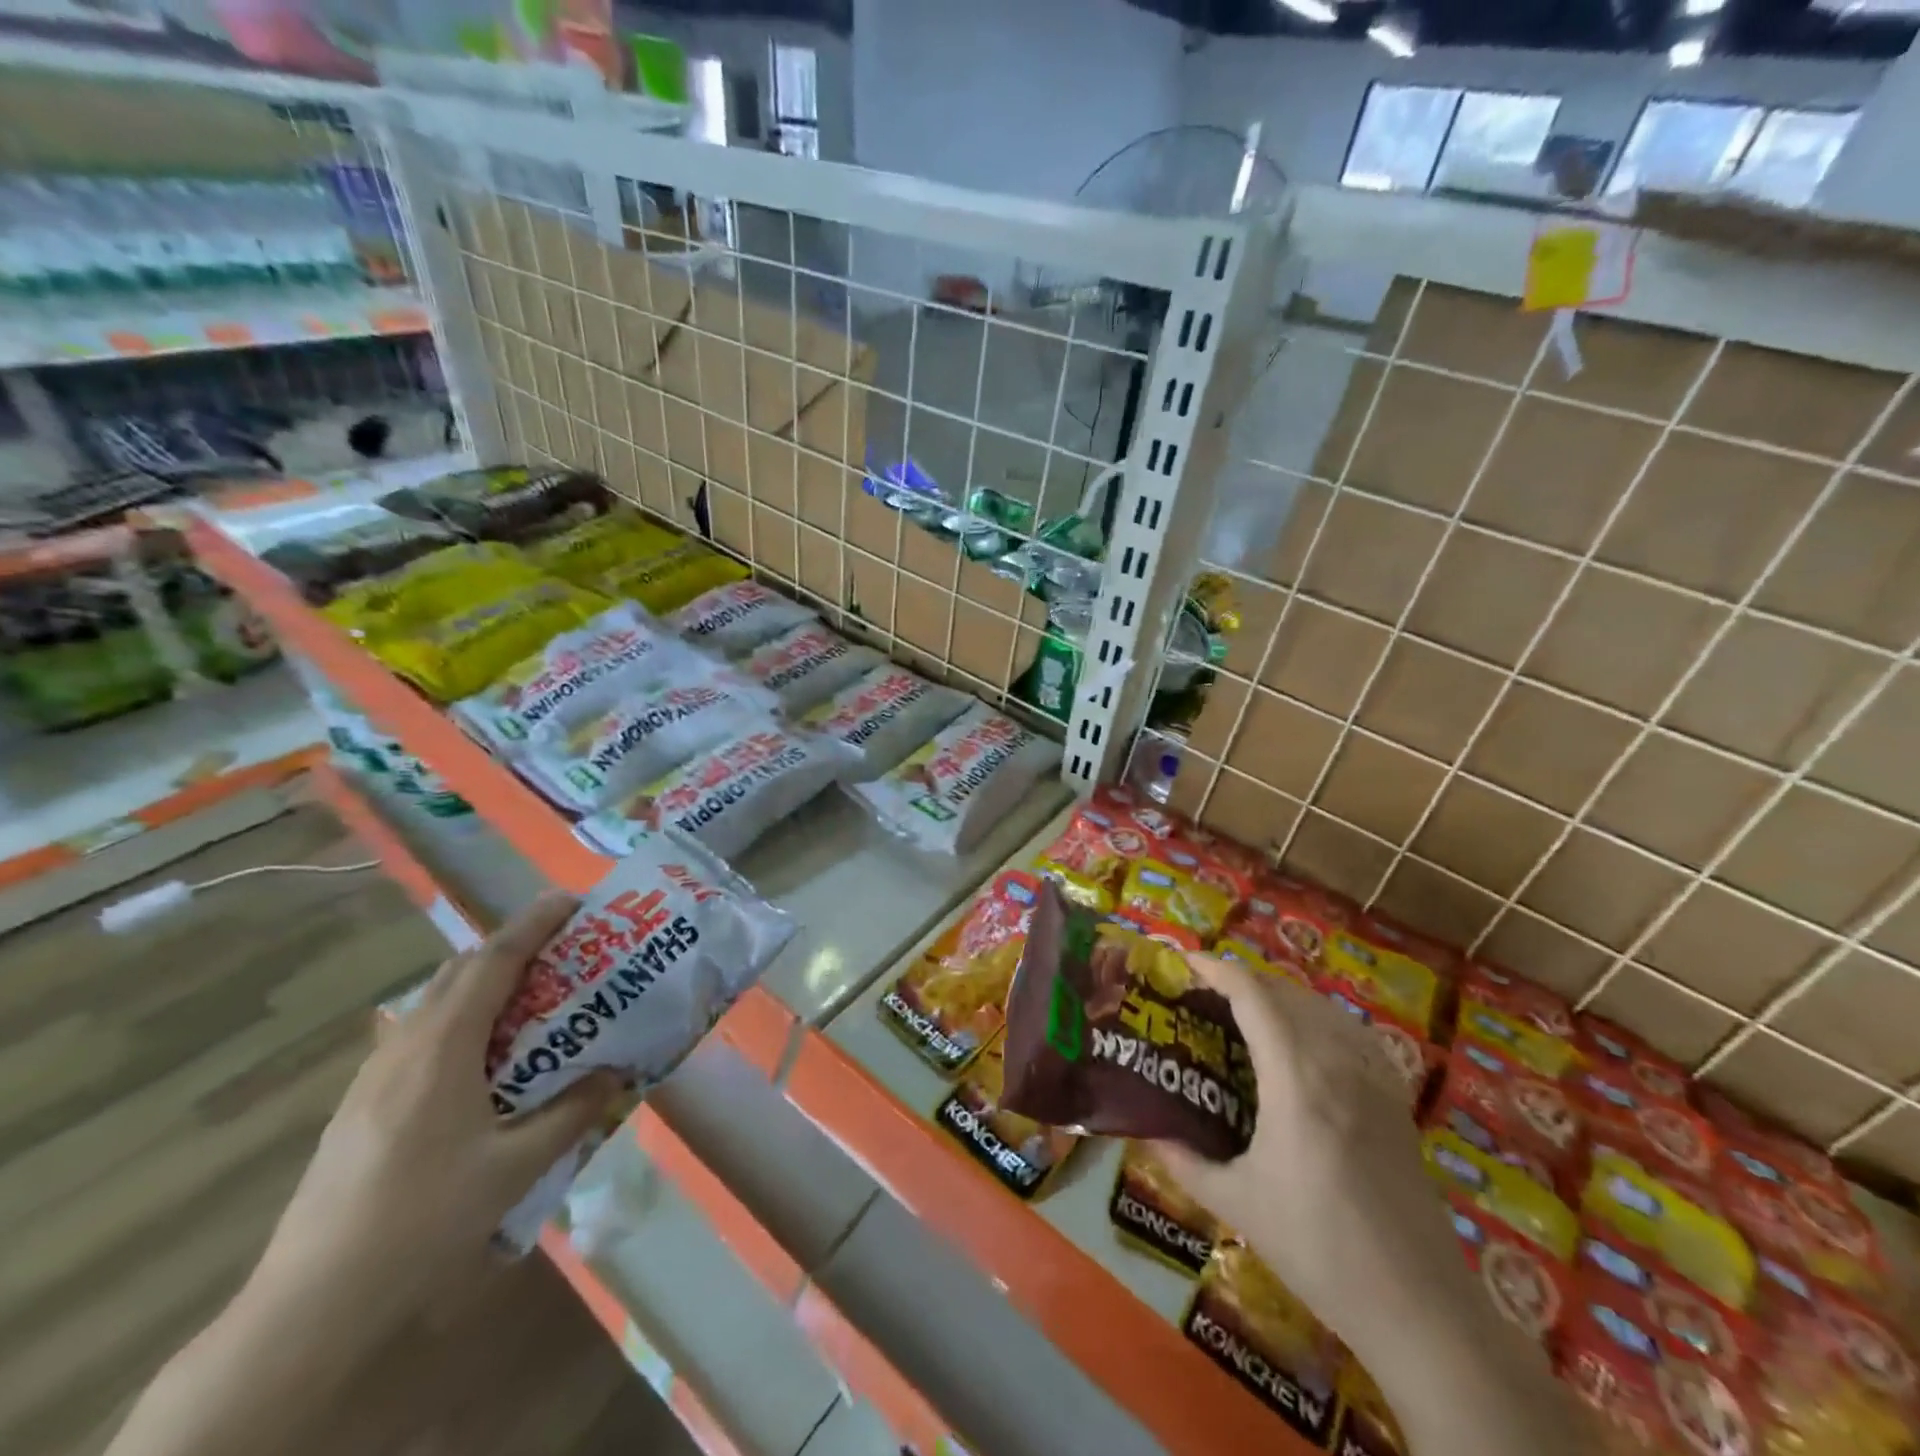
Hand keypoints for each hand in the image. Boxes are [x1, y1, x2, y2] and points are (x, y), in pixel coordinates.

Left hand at [250, 891, 621, 1330]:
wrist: (311, 1302)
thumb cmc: (423, 1220)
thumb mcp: (515, 1167)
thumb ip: (572, 1112)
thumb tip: (616, 1074)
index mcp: (443, 1047)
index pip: (494, 961)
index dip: (534, 924)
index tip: (571, 900)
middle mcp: (405, 1045)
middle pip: (462, 971)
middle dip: (513, 945)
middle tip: (564, 947)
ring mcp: (375, 1073)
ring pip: (437, 1001)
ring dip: (486, 982)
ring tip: (533, 995)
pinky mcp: (362, 1101)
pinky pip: (422, 1033)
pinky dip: (463, 1018)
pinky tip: (483, 1056)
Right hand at [1157, 955, 1584, 1455]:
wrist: (1419, 1309)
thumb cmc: (1318, 1250)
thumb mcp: (1236, 1205)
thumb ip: (1183, 1162)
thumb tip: (1146, 1131)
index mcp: (1295, 1079)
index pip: (1252, 995)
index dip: (1215, 968)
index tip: (1182, 961)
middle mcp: (1337, 1063)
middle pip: (1286, 991)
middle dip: (1242, 980)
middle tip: (1204, 994)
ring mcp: (1374, 1079)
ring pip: (1322, 1007)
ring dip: (1279, 996)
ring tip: (1246, 1014)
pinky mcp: (1396, 1100)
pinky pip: (1351, 1033)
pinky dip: (1317, 1018)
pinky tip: (1304, 1044)